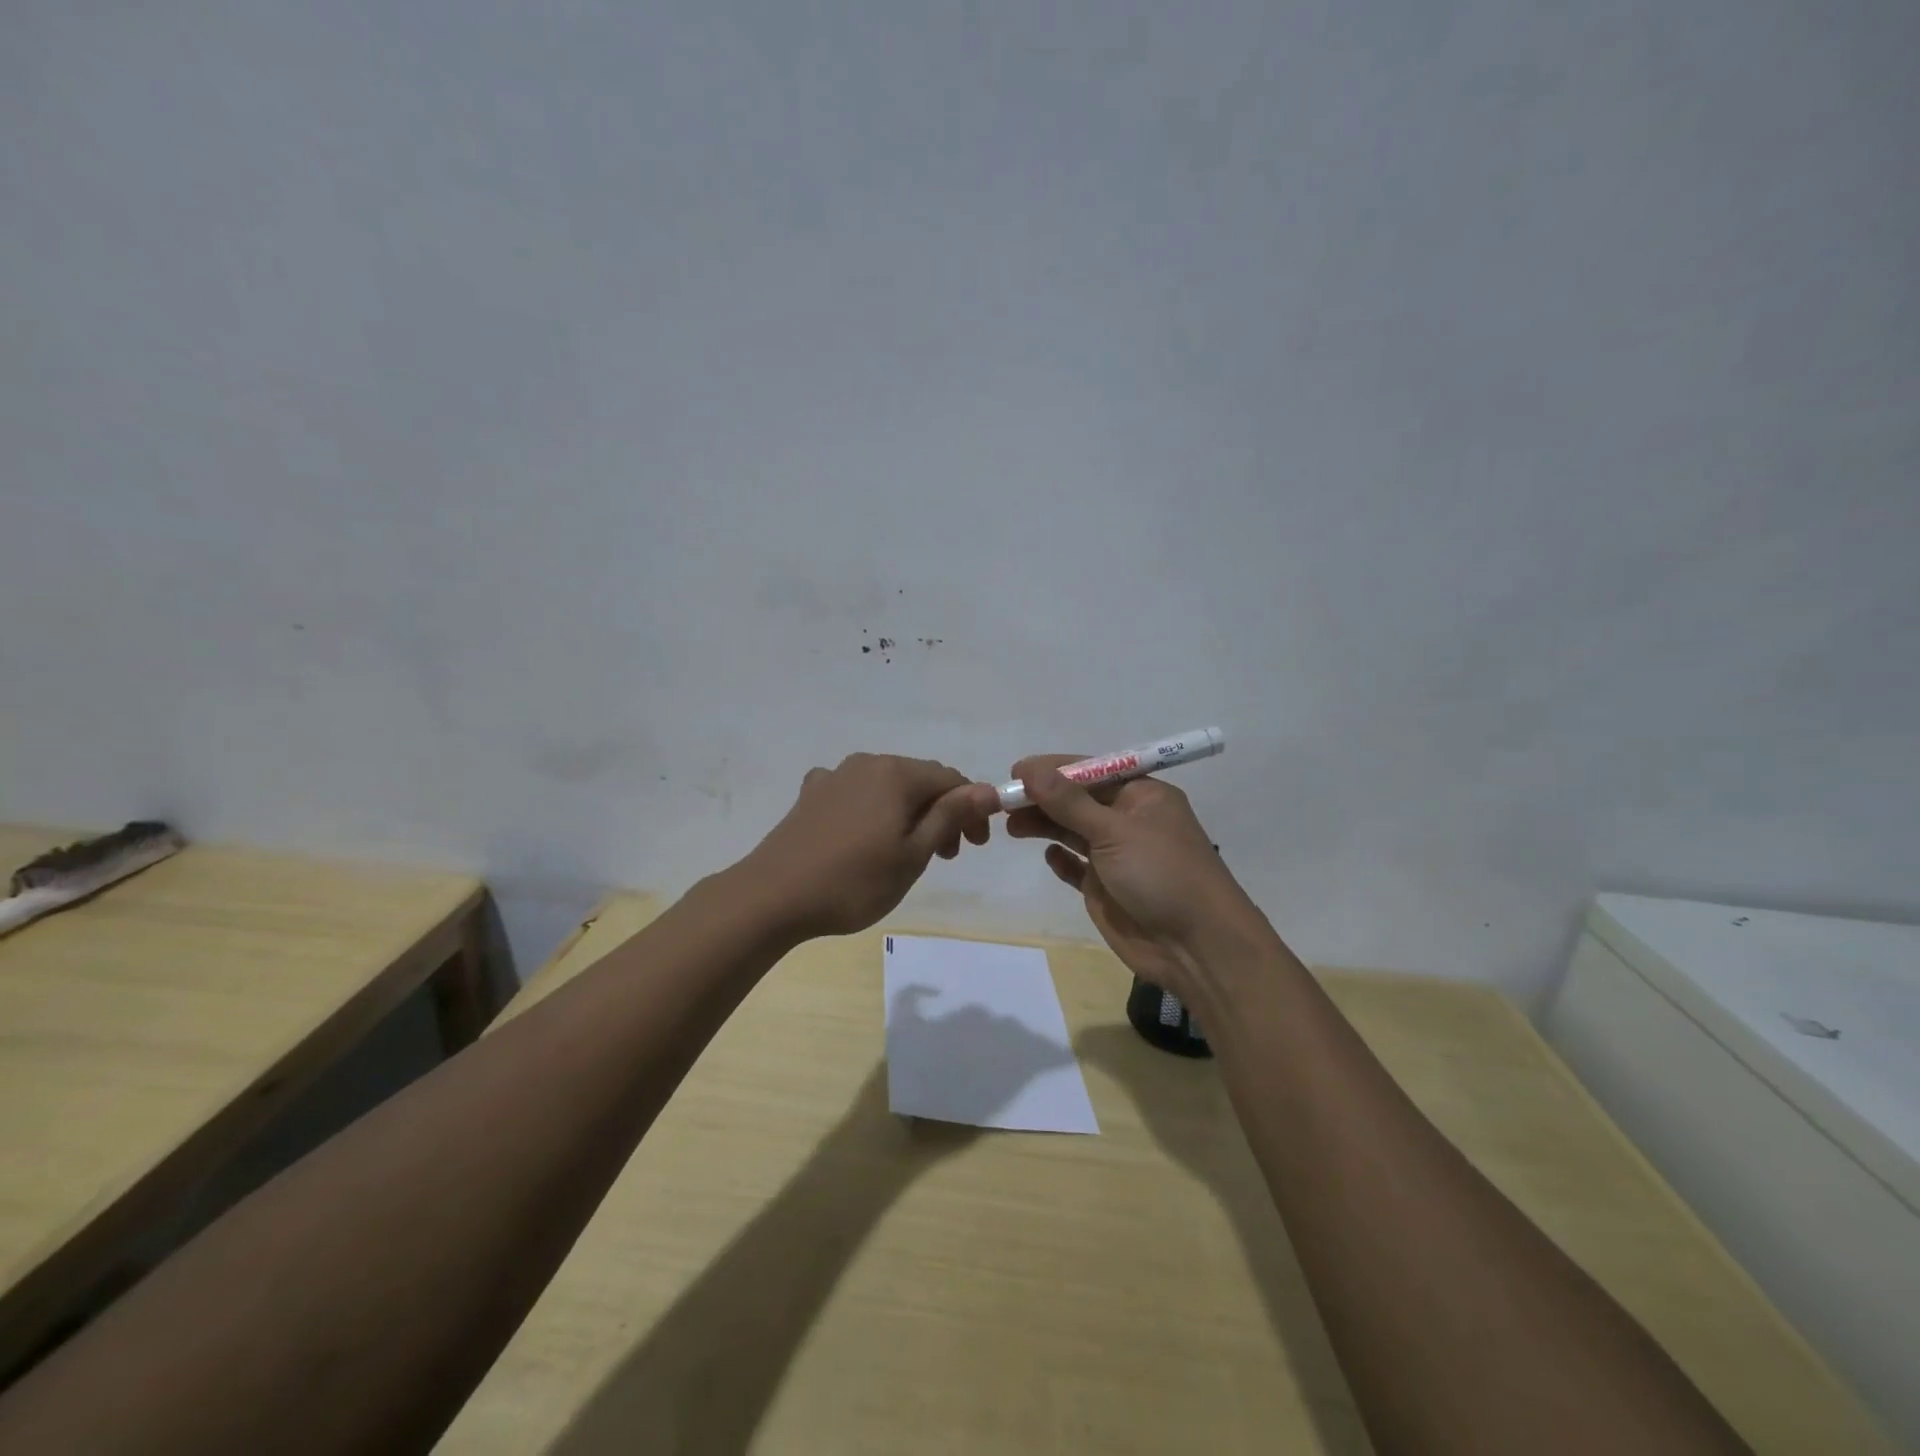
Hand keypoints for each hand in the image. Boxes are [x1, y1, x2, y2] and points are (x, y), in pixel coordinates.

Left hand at [743, 754, 998, 939]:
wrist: (772, 896)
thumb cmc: (853, 881)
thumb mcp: (913, 854)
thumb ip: (951, 817)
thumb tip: (989, 790)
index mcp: (897, 774)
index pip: (951, 780)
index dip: (971, 810)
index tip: (975, 847)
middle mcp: (867, 763)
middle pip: (919, 780)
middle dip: (940, 812)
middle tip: (945, 857)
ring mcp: (834, 776)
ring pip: (887, 787)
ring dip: (908, 813)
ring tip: (907, 852)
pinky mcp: (811, 794)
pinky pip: (855, 794)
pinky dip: (872, 811)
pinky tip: (863, 836)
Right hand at [1006, 755, 1264, 1001]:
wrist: (1197, 948)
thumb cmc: (1162, 874)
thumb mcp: (1114, 830)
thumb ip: (1069, 802)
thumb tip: (1029, 769)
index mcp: (1142, 796)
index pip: (1090, 771)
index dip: (1053, 770)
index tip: (1015, 772)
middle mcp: (1129, 820)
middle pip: (1077, 801)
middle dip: (1043, 799)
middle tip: (1003, 803)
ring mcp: (1117, 856)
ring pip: (1073, 831)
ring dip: (1044, 825)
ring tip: (1012, 827)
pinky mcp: (1107, 889)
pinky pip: (1076, 867)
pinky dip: (1061, 860)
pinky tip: (1048, 857)